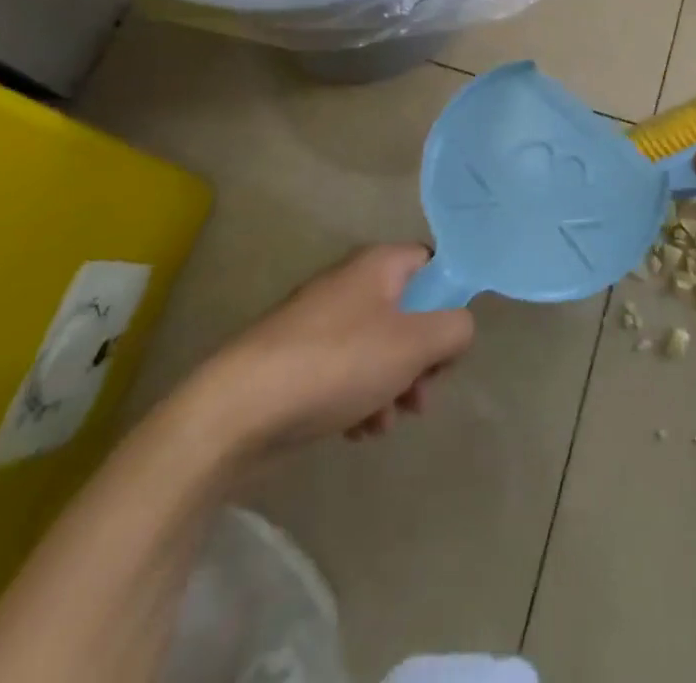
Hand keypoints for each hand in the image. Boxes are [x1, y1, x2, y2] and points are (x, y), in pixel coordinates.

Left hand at [206, 245, 474, 448]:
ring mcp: (321, 322)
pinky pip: (347, 371)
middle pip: (408, 312)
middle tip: (422, 394)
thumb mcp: (414, 344)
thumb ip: (454, 329)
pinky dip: (360, 398)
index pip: (432, 264)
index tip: (449, 341)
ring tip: (384, 422)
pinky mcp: (299, 359)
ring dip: (393, 385)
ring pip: (379, 348)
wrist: (237, 410)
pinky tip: (356, 431)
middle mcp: (351, 283)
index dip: (449, 300)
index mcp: (379, 265)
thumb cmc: (337, 364)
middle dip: (421, 358)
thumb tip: (458, 328)